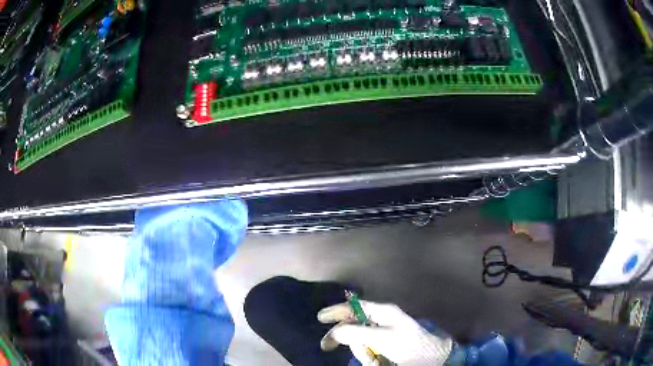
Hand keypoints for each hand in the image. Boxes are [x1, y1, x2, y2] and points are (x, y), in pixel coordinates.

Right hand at [318, 301, 452, 365]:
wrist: (433, 357)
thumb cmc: (409, 344)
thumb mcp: (382, 338)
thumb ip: (358, 333)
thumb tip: (336, 331)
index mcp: (383, 312)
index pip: (354, 307)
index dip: (337, 311)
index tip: (320, 318)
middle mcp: (382, 319)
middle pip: (354, 325)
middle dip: (345, 338)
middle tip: (326, 347)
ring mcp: (385, 332)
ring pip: (360, 339)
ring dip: (361, 352)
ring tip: (372, 361)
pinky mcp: (387, 344)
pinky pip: (369, 348)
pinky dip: (367, 356)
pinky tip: (374, 361)